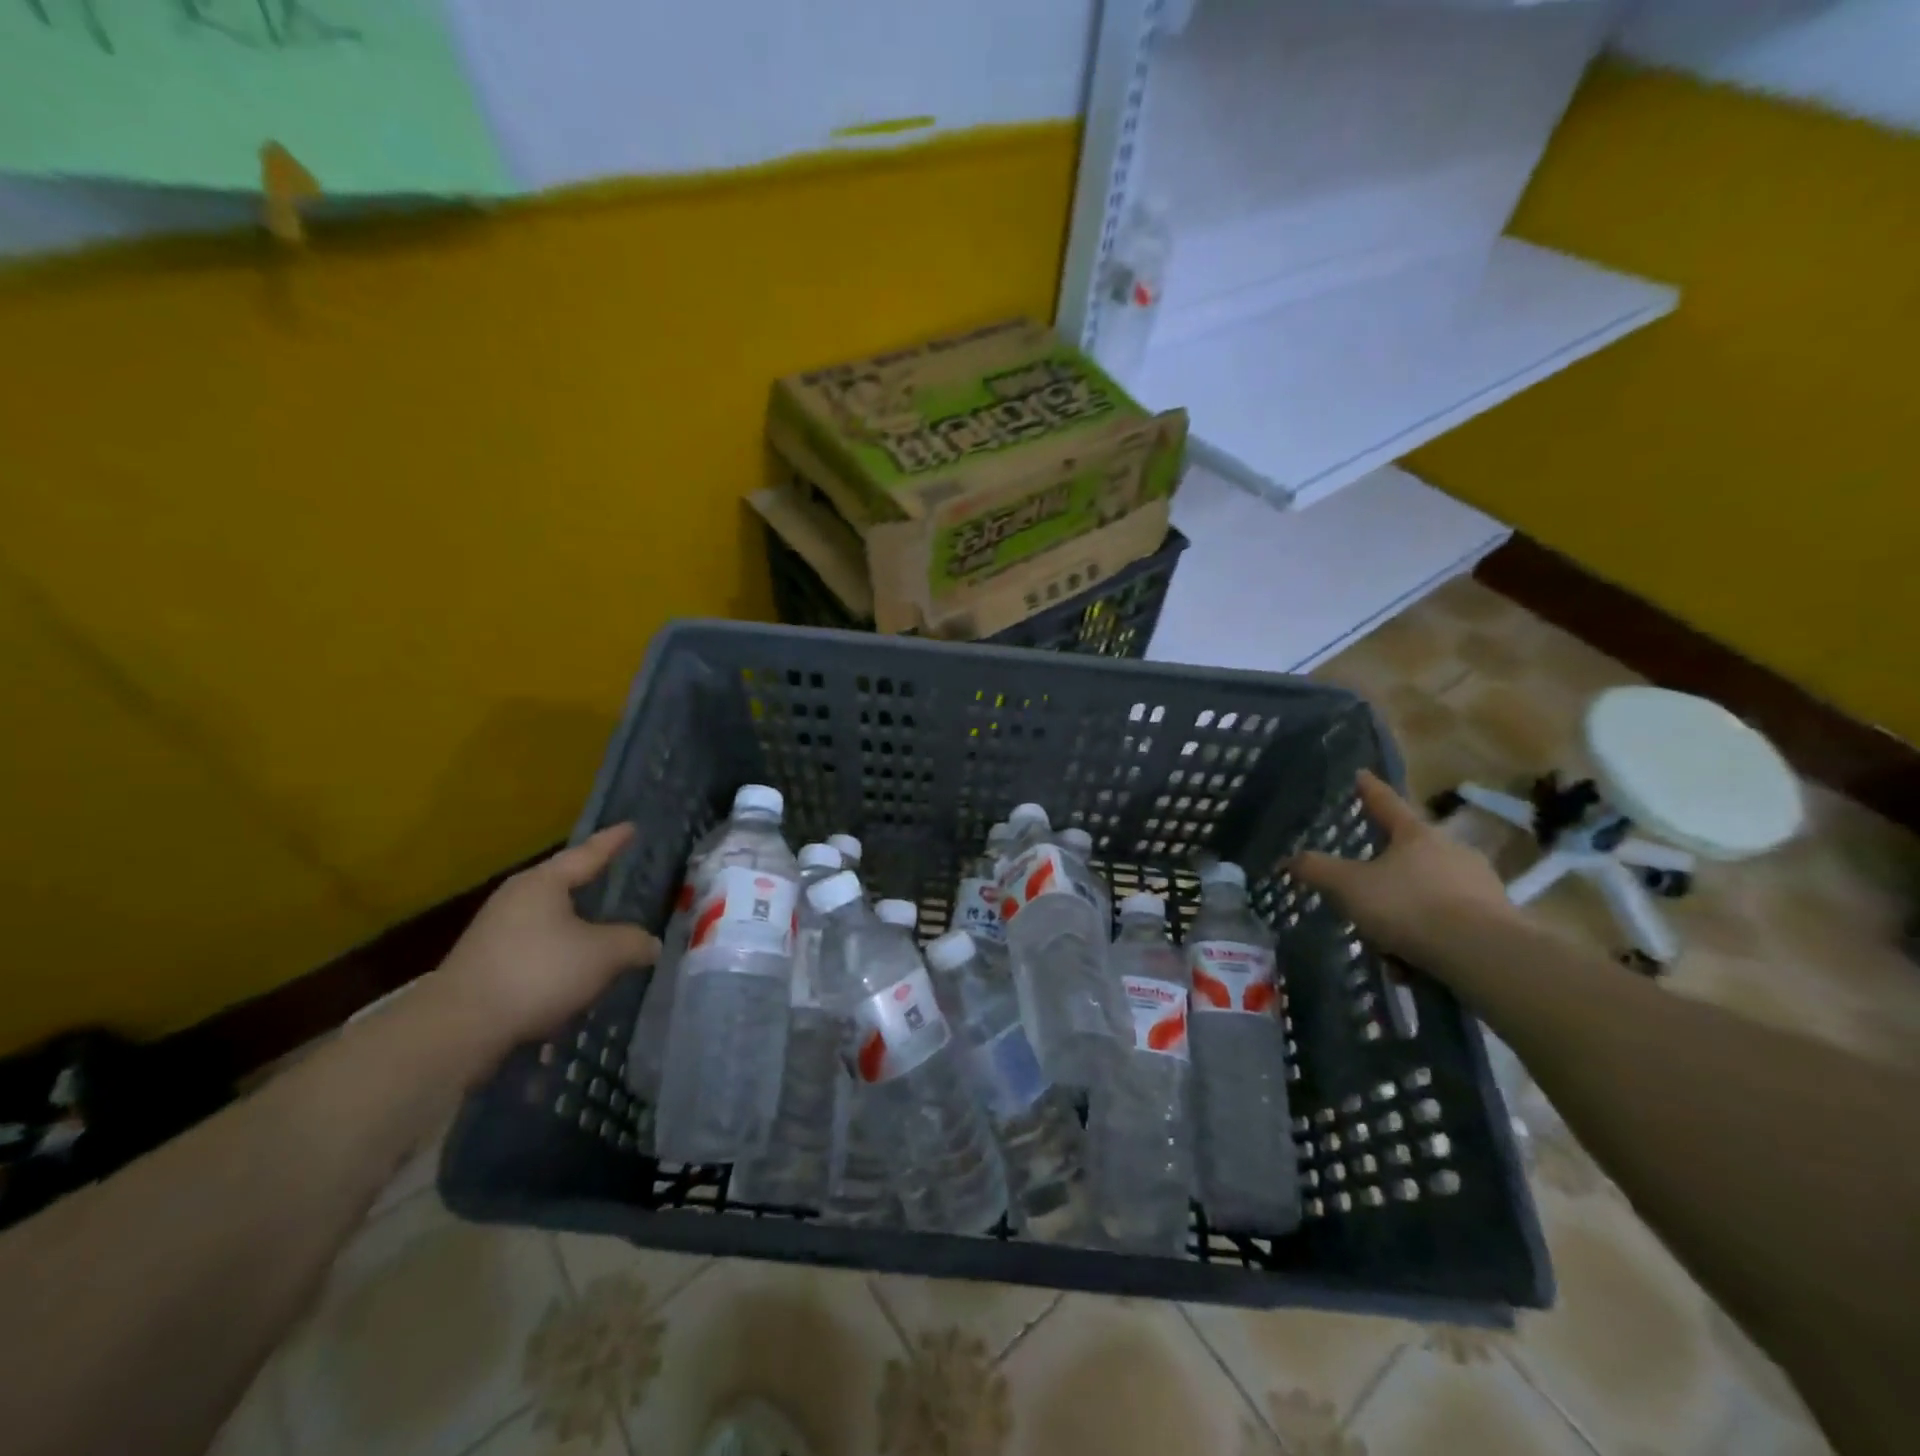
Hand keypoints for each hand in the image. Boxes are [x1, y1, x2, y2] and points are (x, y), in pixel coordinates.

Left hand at [435, 824, 658, 1048]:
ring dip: (574, 922)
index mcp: (544, 883)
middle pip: (562, 882)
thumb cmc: (538, 973)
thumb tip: (650, 943)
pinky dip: (558, 951)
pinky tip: (573, 966)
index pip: (588, 854)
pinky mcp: (486, 963)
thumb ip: (633, 942)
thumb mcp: (603, 955)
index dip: (613, 842)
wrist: (459, 1028)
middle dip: (589, 880)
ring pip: (548, 917)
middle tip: (616, 872)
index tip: (631, 827)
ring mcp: (495, 930)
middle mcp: (516, 898)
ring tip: (600, 924)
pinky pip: (535, 945)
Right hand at [1291, 771, 1517, 964]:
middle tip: (1365, 889)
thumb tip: (1289, 859)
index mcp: (1416, 835)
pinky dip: (1428, 935)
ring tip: (1387, 943)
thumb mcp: (1350, 888)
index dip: (1370, 789)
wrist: (1484, 954)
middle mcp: (1452, 850)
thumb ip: (1318, 870)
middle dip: (1388, 868)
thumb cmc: (1410, 906)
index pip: (1386, 803)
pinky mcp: (1498, 919)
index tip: (1361, 774)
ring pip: (1430, 889)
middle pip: (1411, 850)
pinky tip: (1413, 963)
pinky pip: (1450, 921)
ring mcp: (1480, 884)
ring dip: (1407, 910)